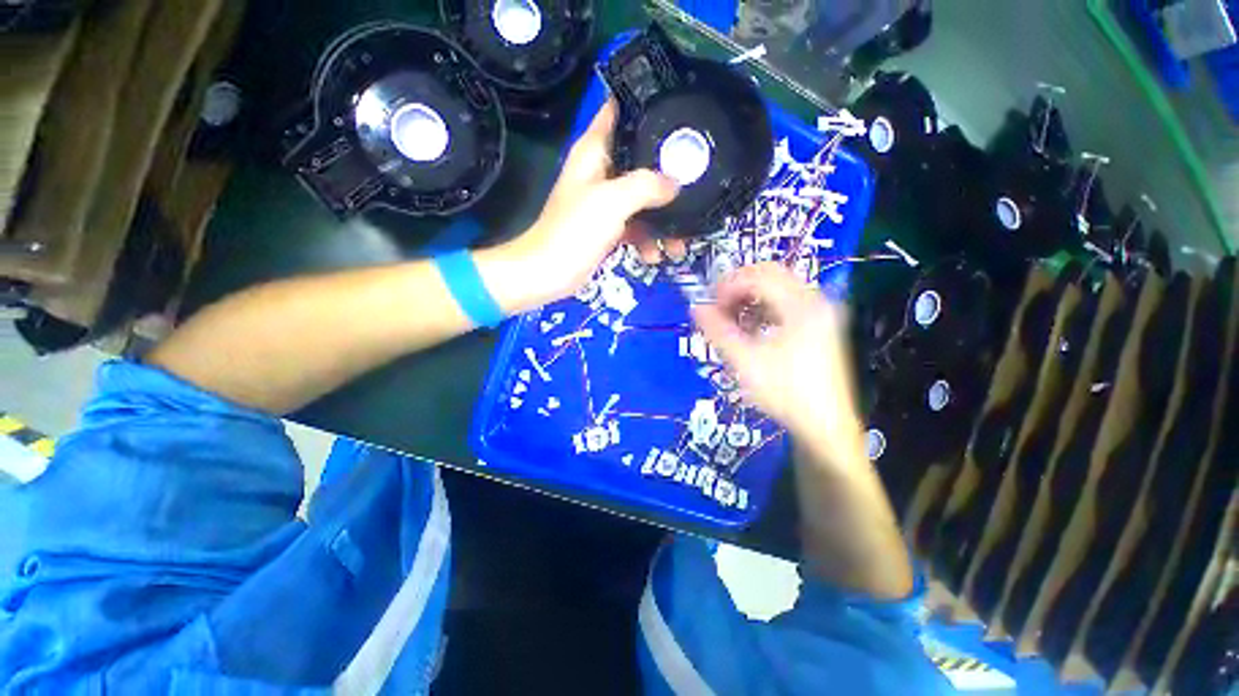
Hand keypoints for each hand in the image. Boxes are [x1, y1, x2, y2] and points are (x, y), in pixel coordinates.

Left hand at [497, 101, 683, 306]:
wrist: (549, 274)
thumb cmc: (574, 232)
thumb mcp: (612, 201)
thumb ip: (646, 185)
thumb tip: (675, 183)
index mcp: (594, 150)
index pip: (621, 109)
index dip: (649, 104)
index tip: (681, 108)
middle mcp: (601, 170)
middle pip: (641, 158)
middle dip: (668, 171)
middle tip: (698, 180)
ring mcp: (606, 201)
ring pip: (643, 198)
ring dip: (662, 218)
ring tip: (680, 241)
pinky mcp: (609, 227)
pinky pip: (637, 225)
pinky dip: (647, 239)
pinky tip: (655, 256)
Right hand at [692, 263, 864, 462]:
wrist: (825, 425)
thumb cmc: (786, 393)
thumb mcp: (745, 361)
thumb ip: (718, 331)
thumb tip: (697, 308)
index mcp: (800, 306)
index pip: (758, 277)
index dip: (728, 285)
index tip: (710, 303)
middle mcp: (815, 301)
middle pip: (770, 274)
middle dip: (739, 287)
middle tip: (718, 306)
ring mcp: (820, 313)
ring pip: (778, 287)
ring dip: (750, 297)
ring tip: (731, 318)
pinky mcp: (819, 325)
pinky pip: (786, 303)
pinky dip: (764, 308)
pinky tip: (750, 328)